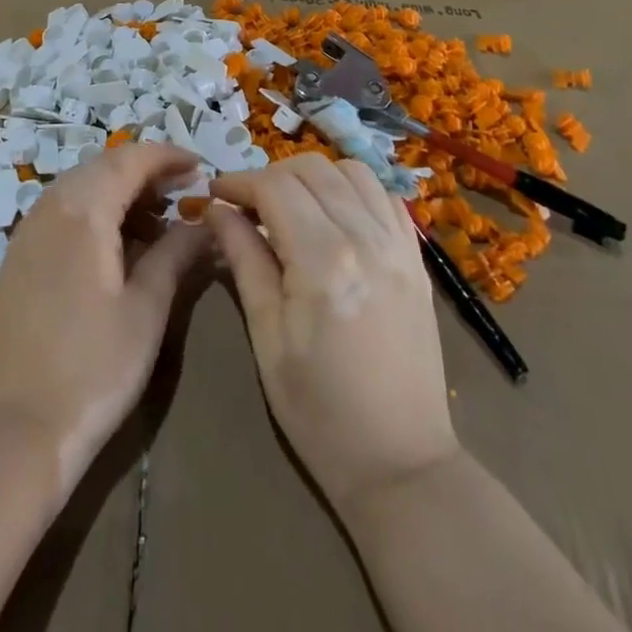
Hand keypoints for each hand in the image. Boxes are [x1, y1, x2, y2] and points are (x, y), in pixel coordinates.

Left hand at [0, 145, 211, 498]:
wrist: (19, 427)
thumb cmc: (94, 367)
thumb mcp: (147, 308)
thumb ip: (176, 253)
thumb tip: (204, 223)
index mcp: (82, 210)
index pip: (128, 160)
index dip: (166, 157)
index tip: (200, 168)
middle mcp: (50, 208)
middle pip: (102, 168)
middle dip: (145, 172)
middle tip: (184, 192)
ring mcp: (29, 232)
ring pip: (81, 188)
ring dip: (120, 192)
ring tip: (158, 220)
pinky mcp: (20, 257)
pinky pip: (63, 212)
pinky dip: (96, 212)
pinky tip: (119, 245)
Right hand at [208, 155, 459, 511]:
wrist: (400, 462)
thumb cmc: (318, 409)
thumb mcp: (267, 337)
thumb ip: (244, 260)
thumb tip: (218, 210)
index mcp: (323, 260)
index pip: (274, 187)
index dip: (238, 182)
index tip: (215, 194)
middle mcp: (365, 238)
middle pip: (312, 169)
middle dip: (271, 175)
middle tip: (248, 205)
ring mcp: (398, 245)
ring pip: (351, 171)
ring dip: (313, 176)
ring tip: (291, 205)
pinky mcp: (416, 258)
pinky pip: (385, 196)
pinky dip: (353, 189)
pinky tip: (334, 215)